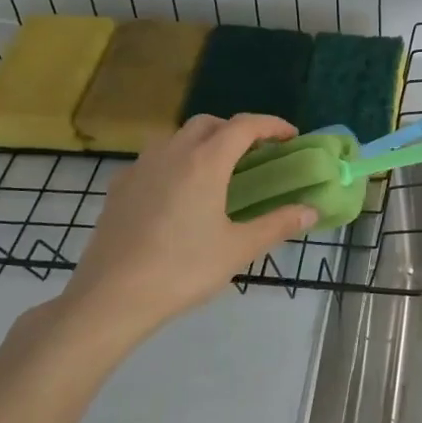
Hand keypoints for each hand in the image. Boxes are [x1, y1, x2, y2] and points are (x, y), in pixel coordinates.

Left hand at [52, 114, 317, 351]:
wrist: (110, 298)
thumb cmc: (182, 270)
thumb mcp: (238, 249)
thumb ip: (278, 224)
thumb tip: (311, 211)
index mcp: (204, 163)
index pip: (243, 126)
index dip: (272, 125)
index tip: (291, 137)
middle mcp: (171, 154)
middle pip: (208, 124)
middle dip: (237, 130)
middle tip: (257, 154)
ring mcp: (140, 168)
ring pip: (177, 137)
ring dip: (204, 142)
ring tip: (220, 172)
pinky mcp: (119, 188)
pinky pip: (155, 159)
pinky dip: (177, 161)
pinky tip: (181, 193)